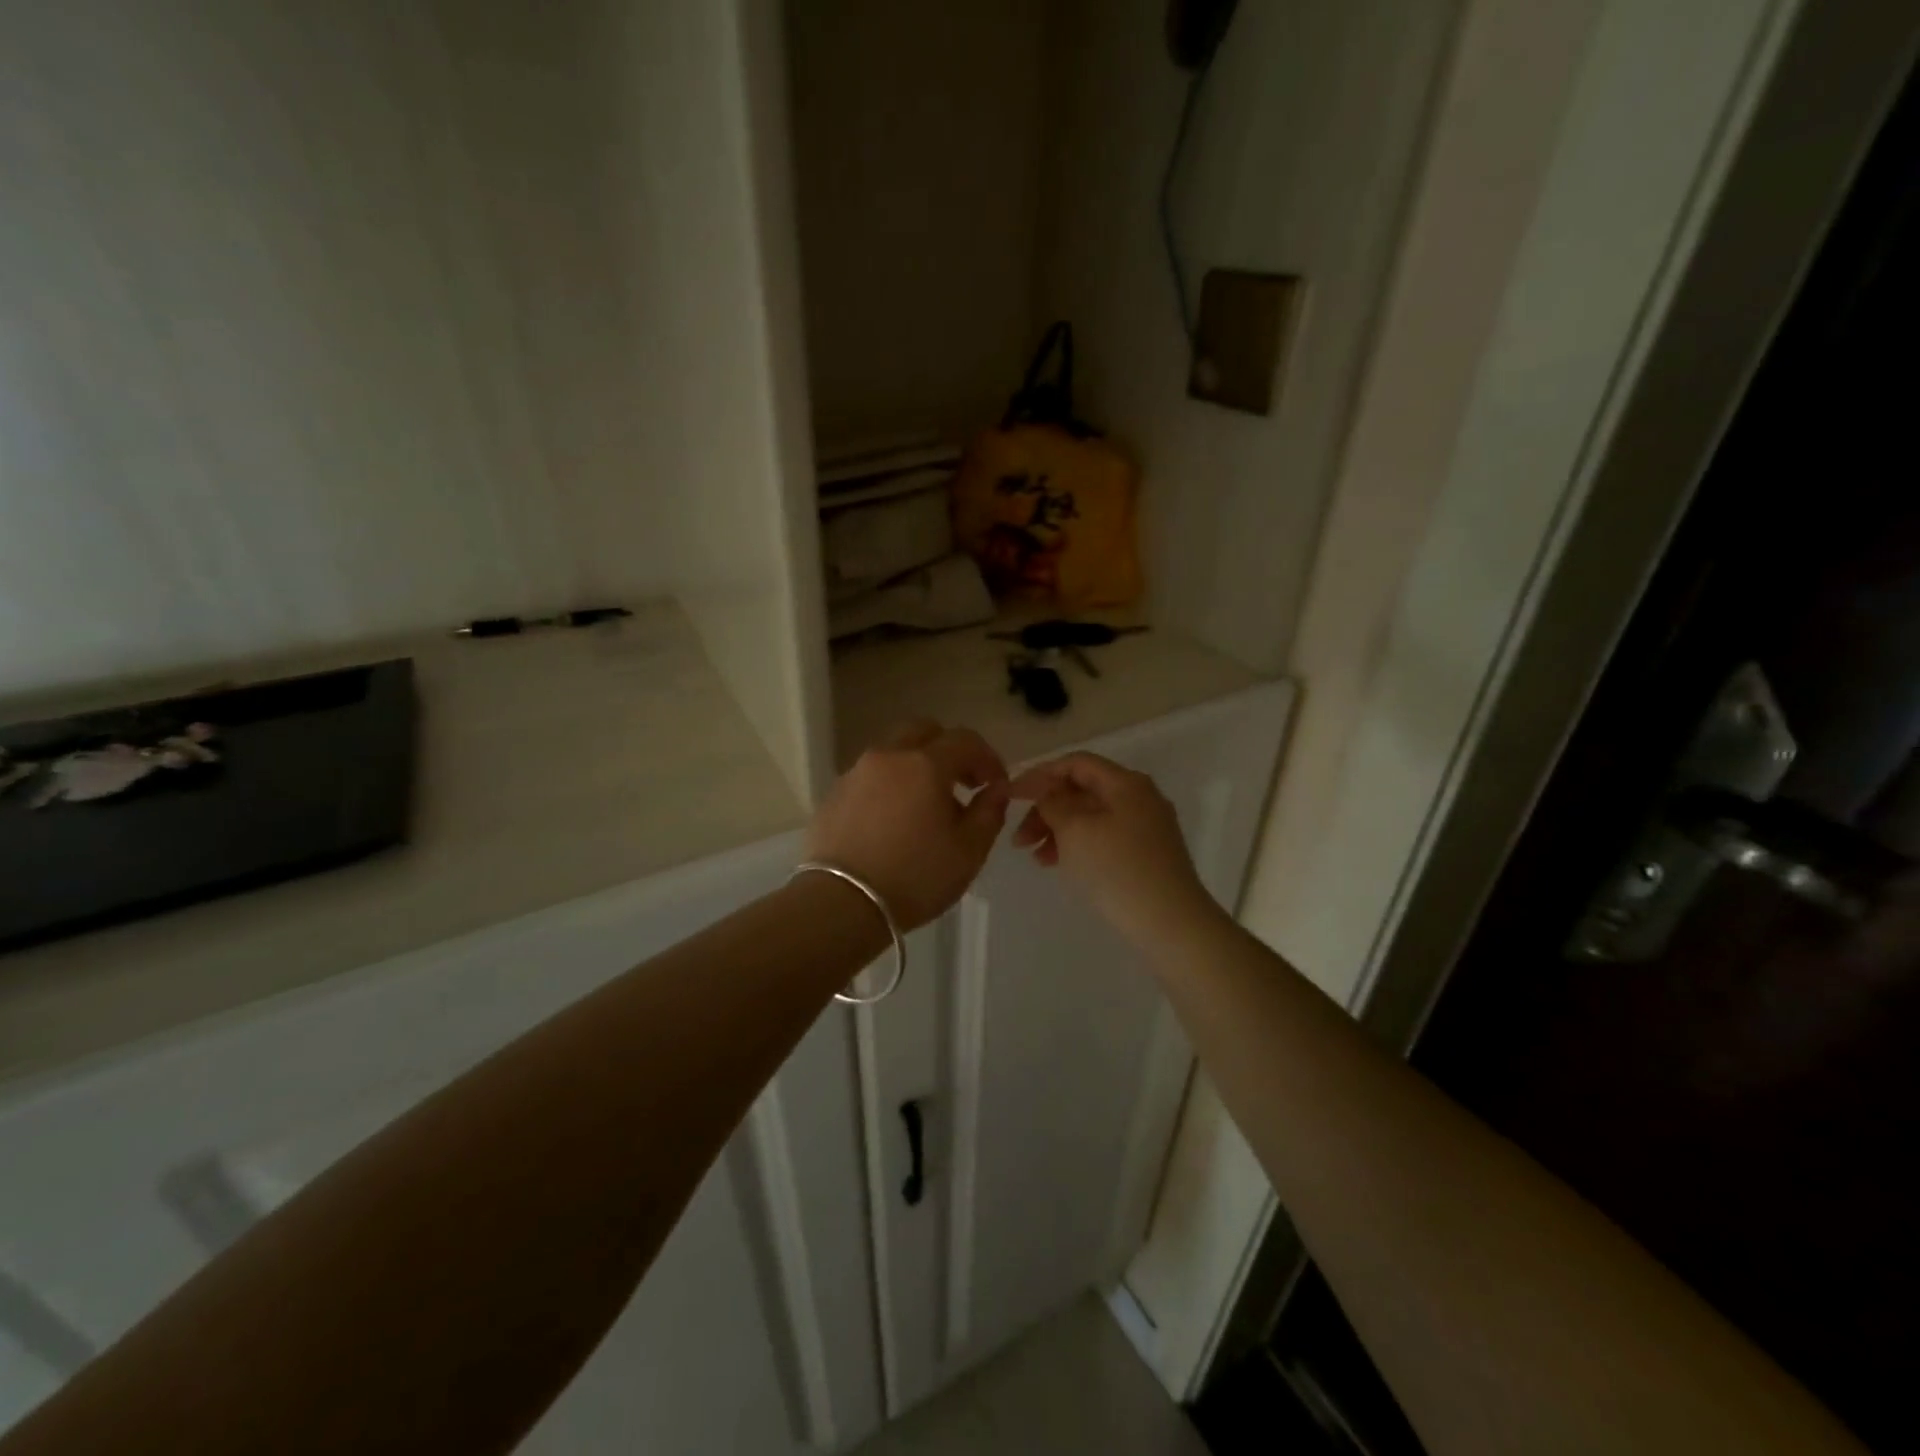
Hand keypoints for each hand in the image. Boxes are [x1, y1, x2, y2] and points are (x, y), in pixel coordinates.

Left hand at [803, 720, 1009, 930]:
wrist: (841, 904)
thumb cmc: (915, 878)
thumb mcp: (968, 852)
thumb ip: (989, 812)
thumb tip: (996, 789)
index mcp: (925, 764)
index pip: (965, 740)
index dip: (988, 758)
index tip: (996, 785)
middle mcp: (888, 757)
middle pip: (924, 732)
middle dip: (949, 750)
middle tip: (962, 783)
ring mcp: (856, 773)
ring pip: (893, 751)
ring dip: (917, 766)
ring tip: (927, 806)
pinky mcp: (833, 794)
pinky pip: (870, 776)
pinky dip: (889, 785)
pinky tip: (893, 820)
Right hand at [1008, 752, 1220, 945]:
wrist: (1170, 923)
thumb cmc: (1117, 869)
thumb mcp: (1075, 830)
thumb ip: (1054, 803)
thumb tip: (1048, 792)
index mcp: (1125, 783)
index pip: (1075, 763)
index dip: (1039, 775)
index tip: (1011, 795)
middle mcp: (1140, 797)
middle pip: (1082, 791)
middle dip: (1046, 809)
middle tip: (1019, 838)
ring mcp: (1147, 826)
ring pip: (1091, 817)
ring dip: (1058, 830)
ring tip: (1036, 857)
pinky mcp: (1148, 854)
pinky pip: (1103, 837)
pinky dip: (1078, 845)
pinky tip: (1060, 864)